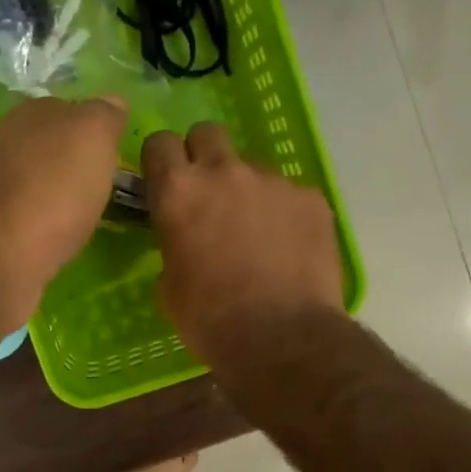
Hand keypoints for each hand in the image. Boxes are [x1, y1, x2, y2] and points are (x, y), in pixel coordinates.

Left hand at [0, 96, 126, 340]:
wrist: (1, 253)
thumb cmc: (55, 189)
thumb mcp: (94, 136)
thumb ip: (104, 114)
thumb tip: (112, 102)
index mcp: (31, 111)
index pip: (69, 108)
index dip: (94, 129)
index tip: (114, 154)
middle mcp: (5, 138)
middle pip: (51, 144)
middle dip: (74, 161)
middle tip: (103, 184)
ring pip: (37, 177)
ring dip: (58, 191)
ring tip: (84, 212)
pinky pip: (26, 210)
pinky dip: (43, 218)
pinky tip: (57, 234)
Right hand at [143, 122, 344, 371]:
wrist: (282, 338)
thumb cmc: (210, 319)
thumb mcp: (169, 285)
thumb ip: (174, 244)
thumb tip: (186, 240)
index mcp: (178, 191)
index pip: (159, 142)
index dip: (161, 159)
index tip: (165, 179)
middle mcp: (224, 172)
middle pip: (207, 133)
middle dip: (203, 155)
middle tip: (209, 193)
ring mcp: (273, 181)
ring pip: (252, 167)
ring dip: (247, 189)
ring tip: (257, 233)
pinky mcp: (311, 198)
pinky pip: (290, 194)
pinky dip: (284, 213)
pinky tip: (288, 248)